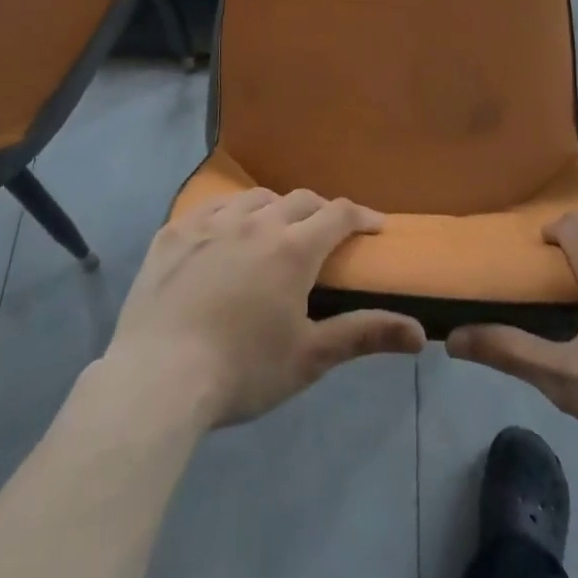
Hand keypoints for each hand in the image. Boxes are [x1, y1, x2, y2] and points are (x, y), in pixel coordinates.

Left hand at [104, 187, 425, 426]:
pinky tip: (224, 233)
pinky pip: (210, 208)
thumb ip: (364, 335)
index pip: (339, 215)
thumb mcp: (309, 358)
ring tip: (276, 230)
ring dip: (275, 208)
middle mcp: (256, 223)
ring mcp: (210, 223)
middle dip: (321, 211)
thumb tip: (420, 334)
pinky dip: (228, 214)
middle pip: (299, 200)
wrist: (157, 379)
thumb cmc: (242, 371)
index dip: (363, 216)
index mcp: (293, 249)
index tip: (376, 227)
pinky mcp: (173, 233)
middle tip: (327, 233)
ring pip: (254, 198)